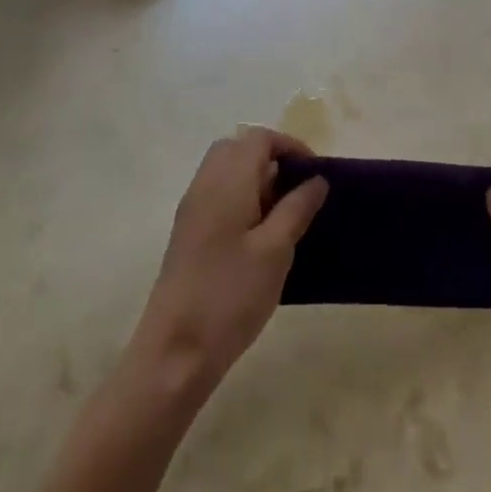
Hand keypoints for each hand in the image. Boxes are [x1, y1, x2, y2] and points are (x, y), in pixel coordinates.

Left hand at [129, 128, 328, 400]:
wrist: (174, 353)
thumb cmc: (230, 296)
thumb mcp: (276, 250)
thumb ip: (297, 208)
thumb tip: (316, 179)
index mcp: (227, 181)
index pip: (259, 138)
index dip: (290, 146)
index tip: (315, 173)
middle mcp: (205, 184)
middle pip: (238, 148)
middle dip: (271, 158)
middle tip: (297, 189)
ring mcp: (192, 209)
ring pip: (226, 171)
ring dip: (256, 179)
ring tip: (283, 214)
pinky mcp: (187, 233)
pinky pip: (217, 194)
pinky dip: (241, 198)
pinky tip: (258, 236)